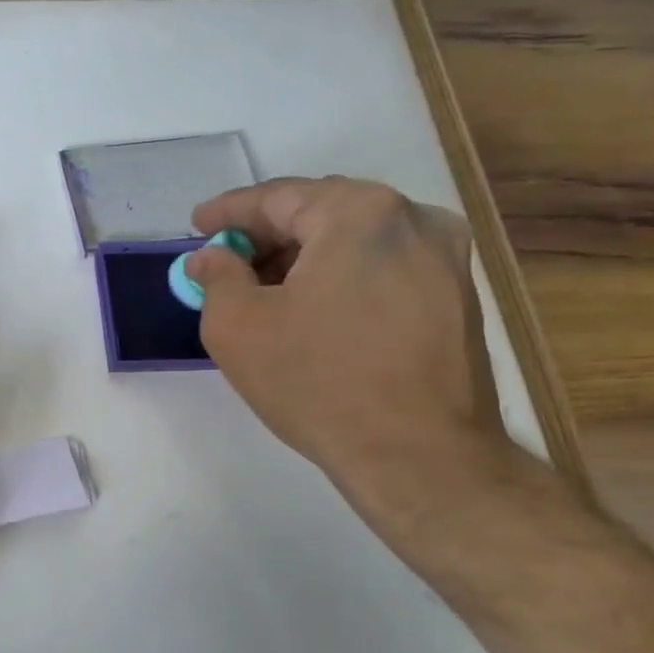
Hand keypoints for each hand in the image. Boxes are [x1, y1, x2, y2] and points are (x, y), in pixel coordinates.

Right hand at [185, 177, 508, 504]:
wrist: (418, 455)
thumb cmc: (317, 382)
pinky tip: (313, 310)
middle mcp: (412, 219)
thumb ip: (216, 278)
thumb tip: (211, 258)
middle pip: (320, 212)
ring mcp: (445, 258)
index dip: (228, 212)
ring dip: (304, 257)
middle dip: (267, 235)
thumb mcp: (238, 328)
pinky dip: (340, 276)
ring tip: (264, 290)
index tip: (197, 225)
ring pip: (354, 240)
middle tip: (226, 261)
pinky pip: (382, 267)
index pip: (277, 197)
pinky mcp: (456, 296)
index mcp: (358, 213)